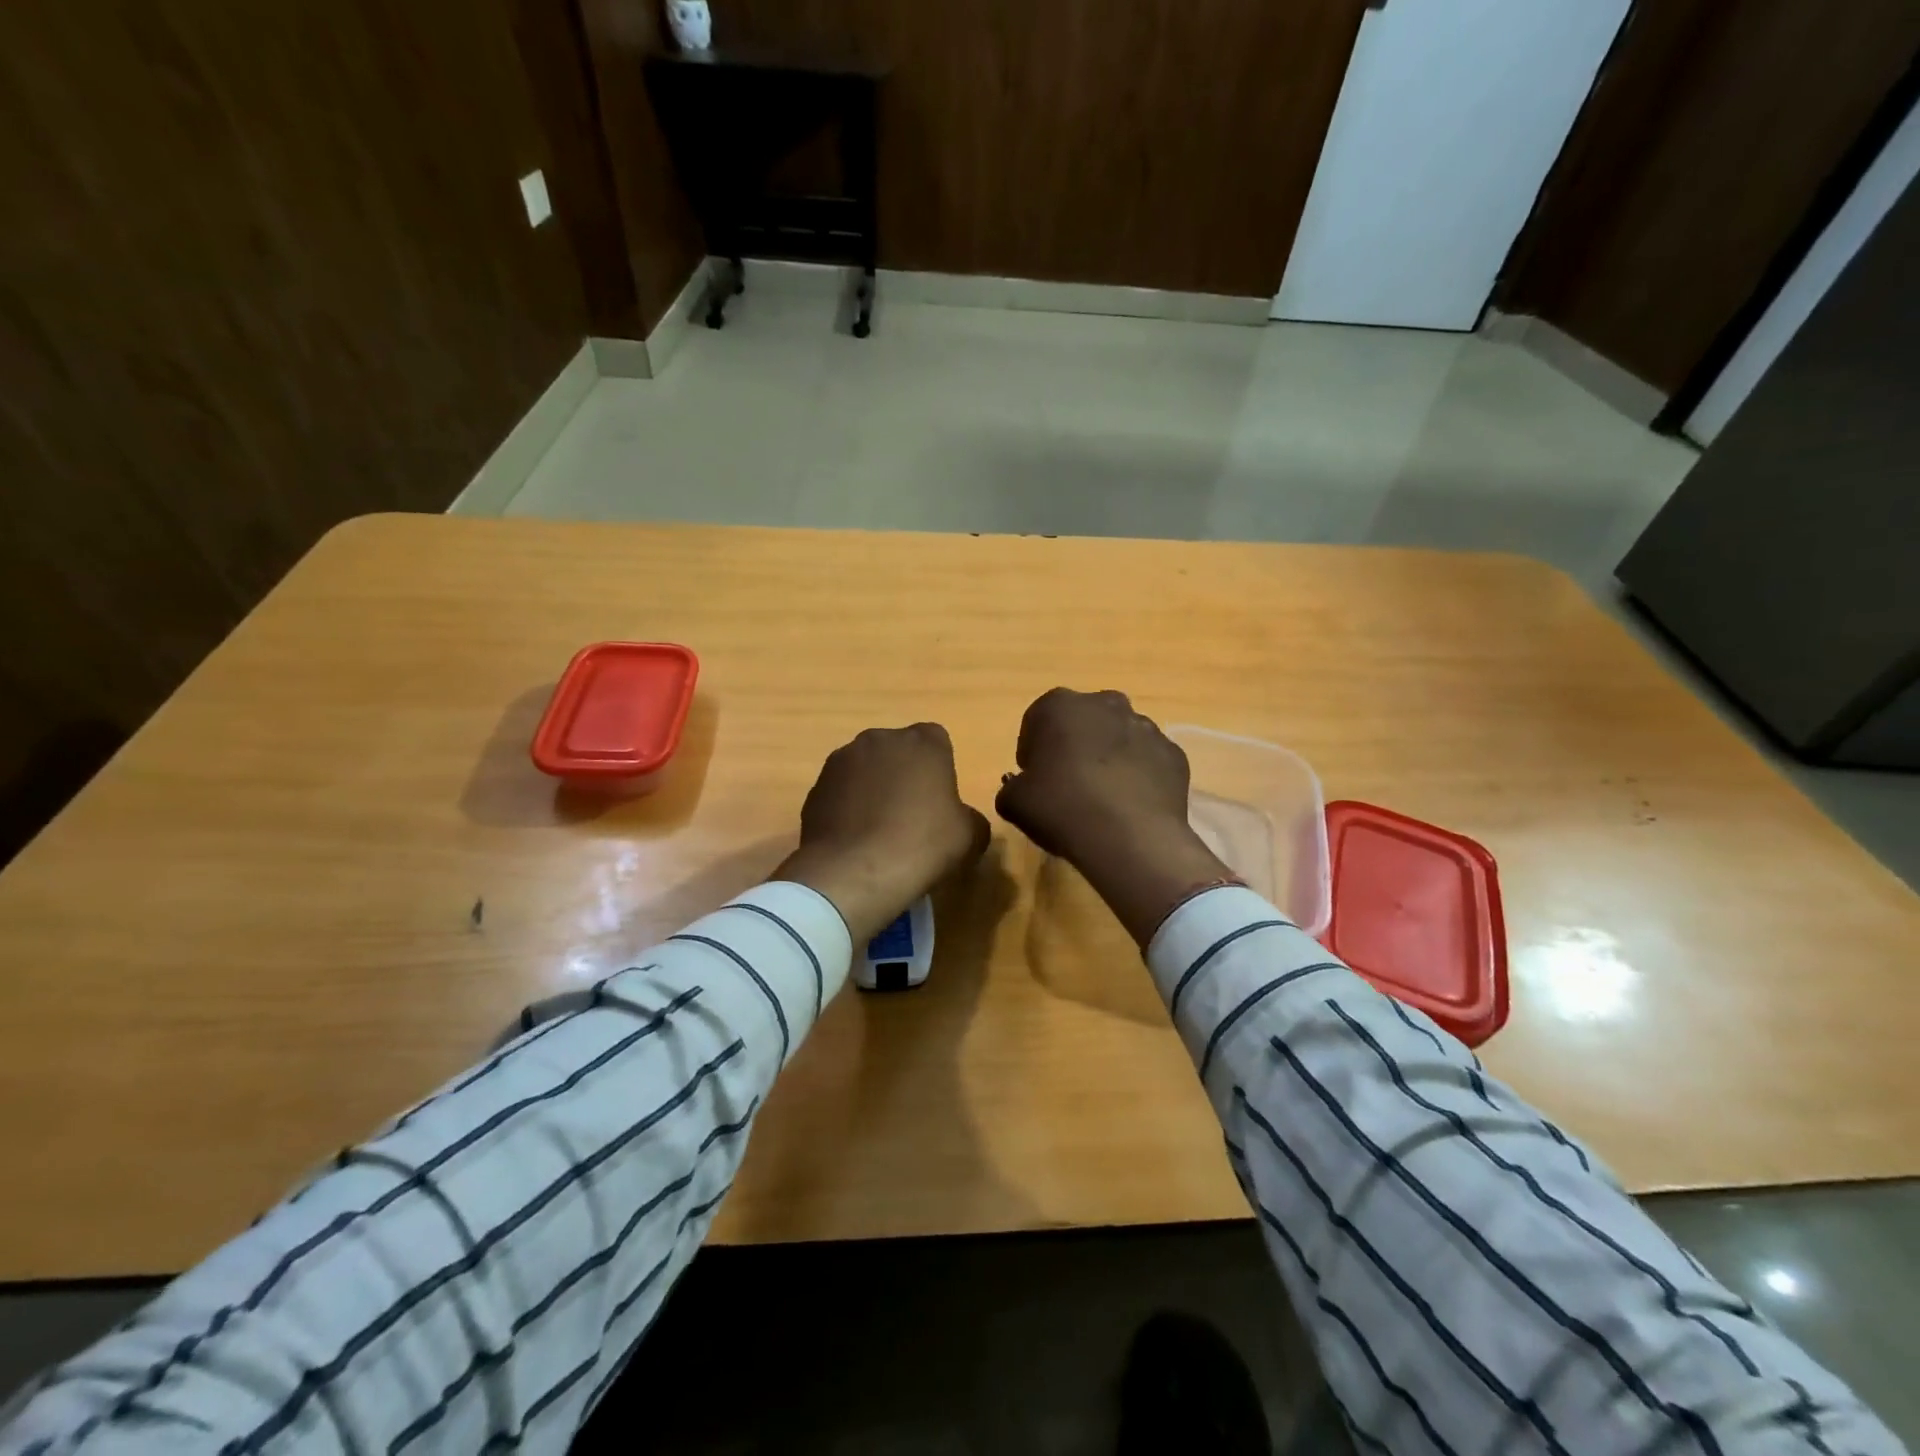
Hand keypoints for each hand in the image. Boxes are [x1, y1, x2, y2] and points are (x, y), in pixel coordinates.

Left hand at [776, 724, 990, 945]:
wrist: (854, 873)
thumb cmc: (922, 845)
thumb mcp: (970, 836)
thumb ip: (969, 817)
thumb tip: (960, 820)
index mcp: (922, 742)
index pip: (937, 740)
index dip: (939, 768)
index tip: (940, 800)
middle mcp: (879, 740)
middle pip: (897, 751)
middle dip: (903, 774)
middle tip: (911, 815)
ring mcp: (840, 761)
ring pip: (864, 769)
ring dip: (872, 789)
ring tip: (879, 831)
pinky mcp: (815, 789)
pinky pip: (840, 793)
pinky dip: (847, 809)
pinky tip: (855, 840)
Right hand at [996, 689, 1232, 945]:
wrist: (1129, 836)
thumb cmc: (1061, 808)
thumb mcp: (1014, 802)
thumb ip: (1012, 787)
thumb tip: (1020, 788)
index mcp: (1059, 705)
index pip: (1037, 721)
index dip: (1033, 751)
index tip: (1034, 779)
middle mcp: (1105, 703)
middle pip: (1083, 723)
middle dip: (1075, 746)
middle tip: (1068, 786)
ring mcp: (1146, 726)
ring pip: (1120, 739)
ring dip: (1109, 759)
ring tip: (1103, 800)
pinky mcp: (1174, 753)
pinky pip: (1148, 762)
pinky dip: (1139, 776)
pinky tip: (1130, 806)